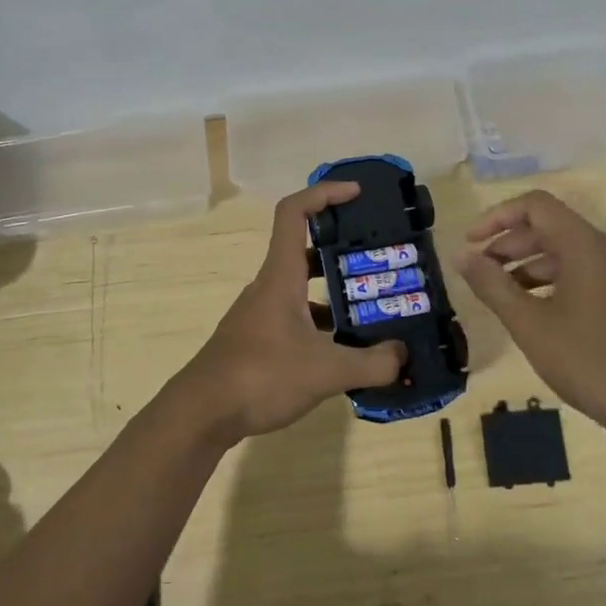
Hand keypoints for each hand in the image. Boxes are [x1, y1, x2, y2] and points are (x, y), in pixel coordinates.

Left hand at [171, 182, 405, 441]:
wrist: (202, 413)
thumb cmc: (261, 376)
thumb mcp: (325, 371)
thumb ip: (371, 363)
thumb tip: (403, 355)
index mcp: (281, 276)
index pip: (294, 213)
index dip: (324, 192)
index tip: (356, 193)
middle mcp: (269, 287)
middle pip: (305, 251)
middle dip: (342, 249)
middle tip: (378, 260)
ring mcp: (260, 314)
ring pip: (302, 289)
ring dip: (334, 293)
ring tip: (372, 309)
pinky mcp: (257, 340)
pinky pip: (296, 318)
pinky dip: (321, 324)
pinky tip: (344, 351)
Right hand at [457, 189, 605, 432]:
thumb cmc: (587, 361)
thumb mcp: (529, 323)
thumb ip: (491, 285)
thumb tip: (461, 255)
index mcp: (585, 247)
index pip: (536, 205)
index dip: (497, 216)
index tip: (471, 244)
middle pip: (549, 227)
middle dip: (508, 243)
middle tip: (478, 271)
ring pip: (564, 252)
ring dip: (526, 264)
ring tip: (499, 293)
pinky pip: (580, 273)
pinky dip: (549, 281)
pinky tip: (531, 311)